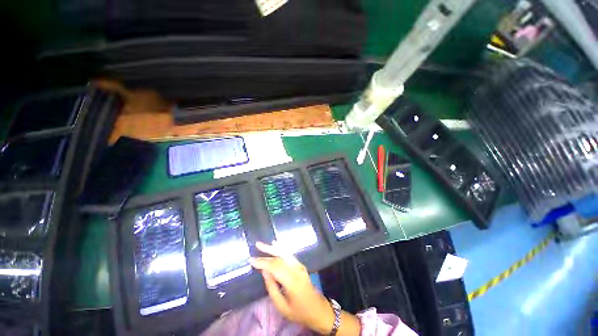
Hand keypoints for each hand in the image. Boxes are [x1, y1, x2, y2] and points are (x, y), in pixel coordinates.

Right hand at [249, 241, 335, 333]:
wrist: (318, 309)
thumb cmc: (299, 312)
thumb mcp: (282, 307)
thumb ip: (272, 288)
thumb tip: (264, 271)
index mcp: (292, 281)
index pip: (275, 267)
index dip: (263, 262)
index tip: (251, 260)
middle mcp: (296, 269)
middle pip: (280, 257)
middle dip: (267, 251)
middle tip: (257, 245)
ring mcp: (300, 266)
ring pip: (285, 252)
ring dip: (273, 247)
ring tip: (263, 244)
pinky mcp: (301, 265)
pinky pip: (289, 254)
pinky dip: (281, 248)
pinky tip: (276, 244)